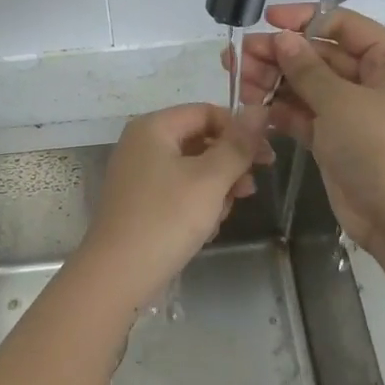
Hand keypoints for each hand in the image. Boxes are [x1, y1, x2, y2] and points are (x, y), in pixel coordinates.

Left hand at [78, 103, 272, 306]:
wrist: (118, 274)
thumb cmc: (166, 219)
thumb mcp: (210, 179)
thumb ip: (238, 145)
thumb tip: (259, 110)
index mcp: (153, 127)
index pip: (207, 112)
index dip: (240, 131)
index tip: (266, 158)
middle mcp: (142, 144)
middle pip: (200, 141)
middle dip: (228, 166)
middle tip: (247, 192)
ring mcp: (138, 174)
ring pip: (192, 170)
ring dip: (215, 190)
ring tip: (219, 217)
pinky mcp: (140, 202)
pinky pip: (178, 192)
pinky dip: (195, 206)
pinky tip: (203, 230)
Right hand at [224, 5, 384, 252]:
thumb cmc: (381, 149)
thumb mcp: (342, 103)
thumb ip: (307, 68)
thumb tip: (281, 38)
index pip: (343, 25)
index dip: (303, 19)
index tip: (266, 20)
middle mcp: (374, 80)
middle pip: (320, 55)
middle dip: (280, 55)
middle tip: (239, 57)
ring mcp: (353, 111)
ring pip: (307, 85)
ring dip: (274, 81)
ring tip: (240, 81)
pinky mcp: (335, 138)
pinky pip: (304, 113)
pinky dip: (280, 109)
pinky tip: (252, 105)